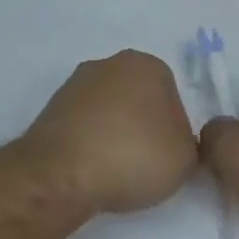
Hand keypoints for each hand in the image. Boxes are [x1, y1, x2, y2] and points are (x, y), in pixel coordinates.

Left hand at [20, 50, 198, 215]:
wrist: (61, 174)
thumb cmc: (132, 156)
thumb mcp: (185, 158)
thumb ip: (189, 143)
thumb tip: (173, 142)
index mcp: (145, 64)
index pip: (171, 95)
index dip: (174, 129)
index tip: (168, 155)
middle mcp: (107, 64)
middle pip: (137, 99)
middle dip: (141, 126)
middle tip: (144, 162)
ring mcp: (74, 85)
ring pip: (107, 112)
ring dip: (113, 135)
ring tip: (115, 171)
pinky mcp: (49, 110)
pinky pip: (82, 127)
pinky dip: (88, 144)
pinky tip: (90, 169)